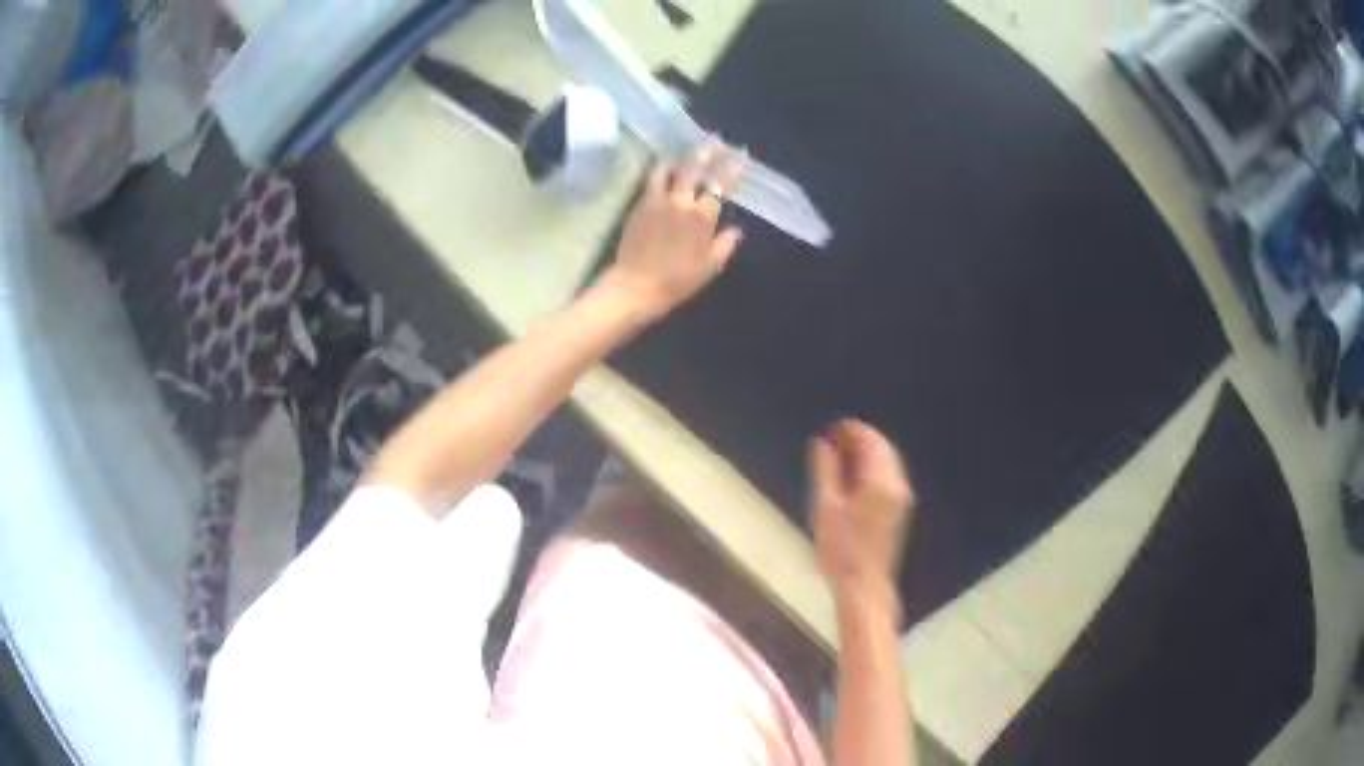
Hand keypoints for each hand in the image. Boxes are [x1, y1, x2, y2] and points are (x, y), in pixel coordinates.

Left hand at [601, 143, 744, 319]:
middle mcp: (681, 201)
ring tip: (683, 151)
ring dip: (678, 157)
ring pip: (668, 169)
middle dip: (706, 151)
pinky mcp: (639, 205)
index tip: (739, 154)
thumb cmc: (677, 281)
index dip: (731, 167)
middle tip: (713, 138)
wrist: (636, 286)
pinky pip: (650, 180)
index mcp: (703, 216)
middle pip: (694, 168)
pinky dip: (659, 170)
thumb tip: (736, 230)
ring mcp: (657, 200)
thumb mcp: (709, 268)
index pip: (721, 185)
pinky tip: (662, 168)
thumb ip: (725, 245)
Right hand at [809, 420, 914, 609]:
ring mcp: (900, 498)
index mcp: (880, 480)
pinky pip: (888, 477)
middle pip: (882, 448)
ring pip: (887, 462)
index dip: (850, 430)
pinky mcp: (898, 511)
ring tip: (839, 459)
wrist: (864, 586)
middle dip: (859, 440)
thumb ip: (825, 470)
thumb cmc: (841, 549)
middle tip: (833, 441)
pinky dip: (872, 469)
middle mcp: (897, 484)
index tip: (831, 430)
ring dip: (866, 454)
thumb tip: (823, 443)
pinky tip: (853, 480)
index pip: (870, 440)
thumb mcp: (825, 506)